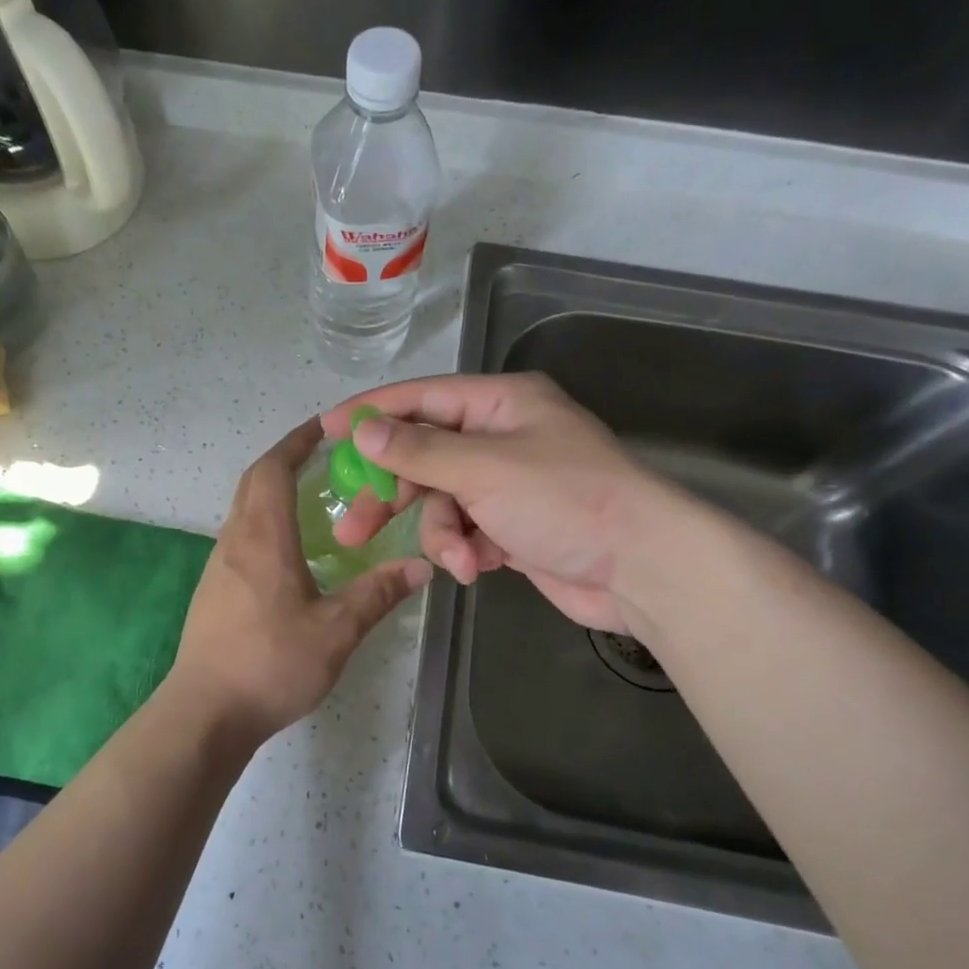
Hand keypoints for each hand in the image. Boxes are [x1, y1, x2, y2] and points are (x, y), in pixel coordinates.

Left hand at [166, 419, 432, 744]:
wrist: (205, 711)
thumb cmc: (270, 663)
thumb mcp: (335, 631)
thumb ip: (377, 594)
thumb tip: (420, 566)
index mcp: (263, 538)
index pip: (273, 469)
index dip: (296, 442)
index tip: (324, 427)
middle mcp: (235, 540)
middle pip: (254, 482)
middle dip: (286, 460)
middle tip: (325, 457)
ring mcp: (219, 565)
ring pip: (244, 509)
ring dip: (273, 491)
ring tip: (314, 498)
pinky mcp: (214, 589)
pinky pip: (241, 536)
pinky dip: (265, 522)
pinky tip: (291, 551)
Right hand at [322, 374, 690, 634]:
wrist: (642, 568)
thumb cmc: (565, 499)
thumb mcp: (484, 468)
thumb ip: (418, 451)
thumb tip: (364, 430)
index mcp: (500, 403)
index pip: (420, 399)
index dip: (370, 415)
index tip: (325, 431)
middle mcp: (501, 436)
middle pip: (423, 457)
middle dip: (394, 495)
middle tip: (351, 529)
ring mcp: (508, 484)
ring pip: (442, 502)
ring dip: (441, 534)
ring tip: (456, 559)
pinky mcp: (512, 526)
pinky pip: (466, 531)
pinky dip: (465, 549)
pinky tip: (476, 568)